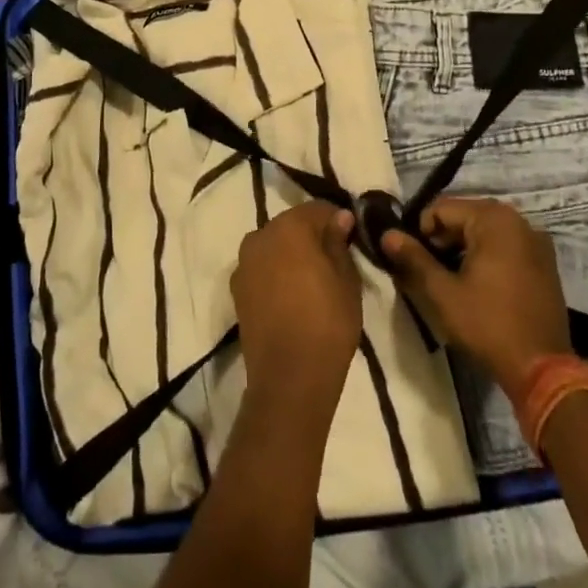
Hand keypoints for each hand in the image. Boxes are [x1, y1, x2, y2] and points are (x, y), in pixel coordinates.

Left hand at [231, 202, 363, 429]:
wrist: (289, 377)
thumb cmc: (327, 323)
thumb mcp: (347, 280)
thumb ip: (339, 243)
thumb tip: (340, 218)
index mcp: (288, 227)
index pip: (317, 209)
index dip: (337, 221)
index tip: (351, 239)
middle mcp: (259, 236)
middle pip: (291, 225)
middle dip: (312, 236)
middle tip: (334, 260)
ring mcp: (243, 263)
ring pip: (274, 246)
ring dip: (291, 255)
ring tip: (313, 281)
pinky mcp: (237, 289)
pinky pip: (262, 268)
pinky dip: (276, 273)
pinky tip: (293, 296)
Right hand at [380, 197, 571, 390]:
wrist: (543, 369)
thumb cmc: (488, 325)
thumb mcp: (442, 292)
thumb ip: (413, 258)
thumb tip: (387, 234)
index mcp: (494, 220)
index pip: (442, 208)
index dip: (420, 231)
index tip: (413, 260)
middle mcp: (518, 221)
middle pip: (465, 216)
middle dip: (442, 239)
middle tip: (429, 271)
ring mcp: (536, 241)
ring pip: (485, 231)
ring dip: (463, 247)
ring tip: (450, 279)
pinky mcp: (545, 262)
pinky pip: (506, 245)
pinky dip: (486, 255)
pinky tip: (478, 284)